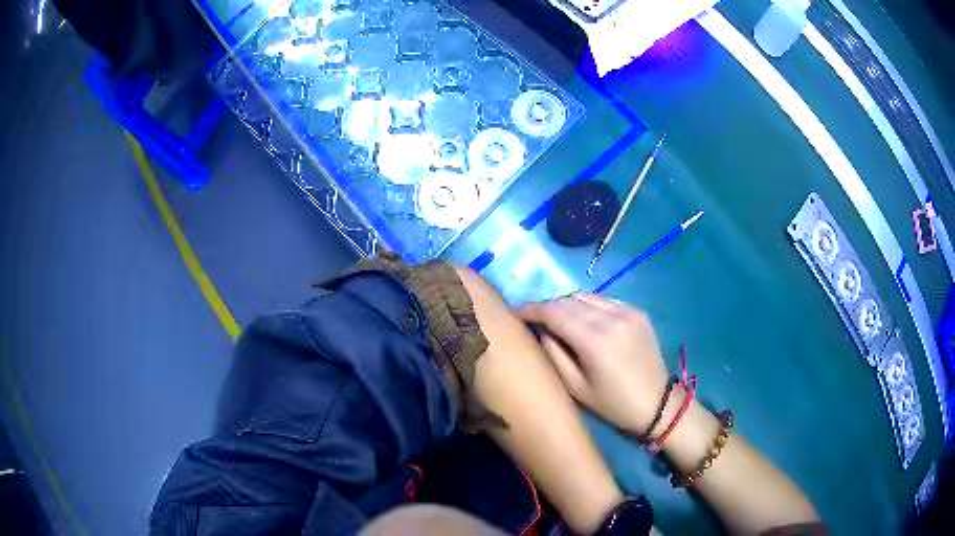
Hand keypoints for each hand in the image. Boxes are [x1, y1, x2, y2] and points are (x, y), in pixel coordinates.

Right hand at [518, 293, 669, 435]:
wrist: (657, 404)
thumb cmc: (612, 403)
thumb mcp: (575, 387)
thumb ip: (553, 354)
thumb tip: (541, 329)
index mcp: (594, 340)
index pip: (553, 311)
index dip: (531, 309)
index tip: (516, 314)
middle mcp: (611, 318)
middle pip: (568, 299)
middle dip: (548, 307)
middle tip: (536, 321)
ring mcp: (627, 311)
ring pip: (586, 296)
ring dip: (567, 304)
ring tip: (559, 320)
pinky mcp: (637, 311)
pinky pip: (604, 300)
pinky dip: (588, 306)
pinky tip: (586, 322)